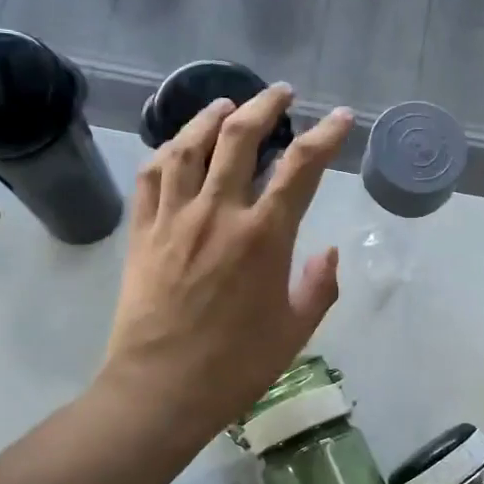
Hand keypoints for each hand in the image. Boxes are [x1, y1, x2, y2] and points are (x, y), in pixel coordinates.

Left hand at [102, 84, 352, 440]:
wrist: (161, 389)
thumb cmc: (237, 366)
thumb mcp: (297, 331)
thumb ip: (320, 286)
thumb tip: (328, 251)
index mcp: (264, 237)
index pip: (302, 168)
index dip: (326, 136)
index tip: (341, 117)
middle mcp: (219, 214)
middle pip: (240, 138)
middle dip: (265, 106)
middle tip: (281, 94)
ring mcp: (174, 219)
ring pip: (189, 147)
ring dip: (210, 117)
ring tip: (226, 105)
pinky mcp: (142, 233)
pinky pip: (152, 177)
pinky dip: (168, 151)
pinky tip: (177, 145)